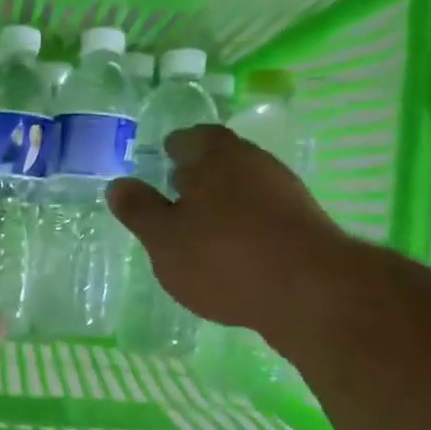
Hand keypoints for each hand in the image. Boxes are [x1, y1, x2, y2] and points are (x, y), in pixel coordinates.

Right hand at [107, 125, 354, 341]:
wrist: (311, 293)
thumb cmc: (223, 257)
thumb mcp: (164, 239)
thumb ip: (139, 210)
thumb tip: (118, 184)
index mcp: (215, 155)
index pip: (190, 137)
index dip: (172, 149)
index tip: (159, 163)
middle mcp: (253, 162)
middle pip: (220, 160)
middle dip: (197, 175)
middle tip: (174, 196)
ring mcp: (284, 192)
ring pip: (243, 187)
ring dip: (222, 202)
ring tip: (198, 230)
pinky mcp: (303, 225)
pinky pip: (263, 215)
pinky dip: (244, 226)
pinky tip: (231, 254)